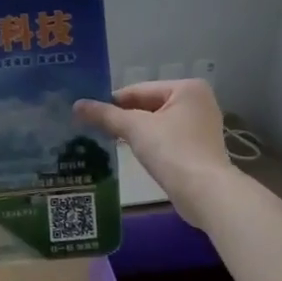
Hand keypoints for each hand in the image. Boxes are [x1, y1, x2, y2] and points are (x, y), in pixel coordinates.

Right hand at [74, 80, 235, 224]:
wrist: (205, 193)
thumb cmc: (172, 151)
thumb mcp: (135, 128)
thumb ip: (105, 115)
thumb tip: (76, 105)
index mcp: (187, 88)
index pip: (139, 90)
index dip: (112, 101)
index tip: (88, 113)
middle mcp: (198, 101)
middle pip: (148, 105)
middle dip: (123, 117)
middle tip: (93, 127)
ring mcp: (201, 125)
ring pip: (156, 122)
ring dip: (134, 131)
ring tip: (106, 139)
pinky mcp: (198, 147)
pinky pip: (166, 137)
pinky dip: (149, 142)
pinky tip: (130, 151)